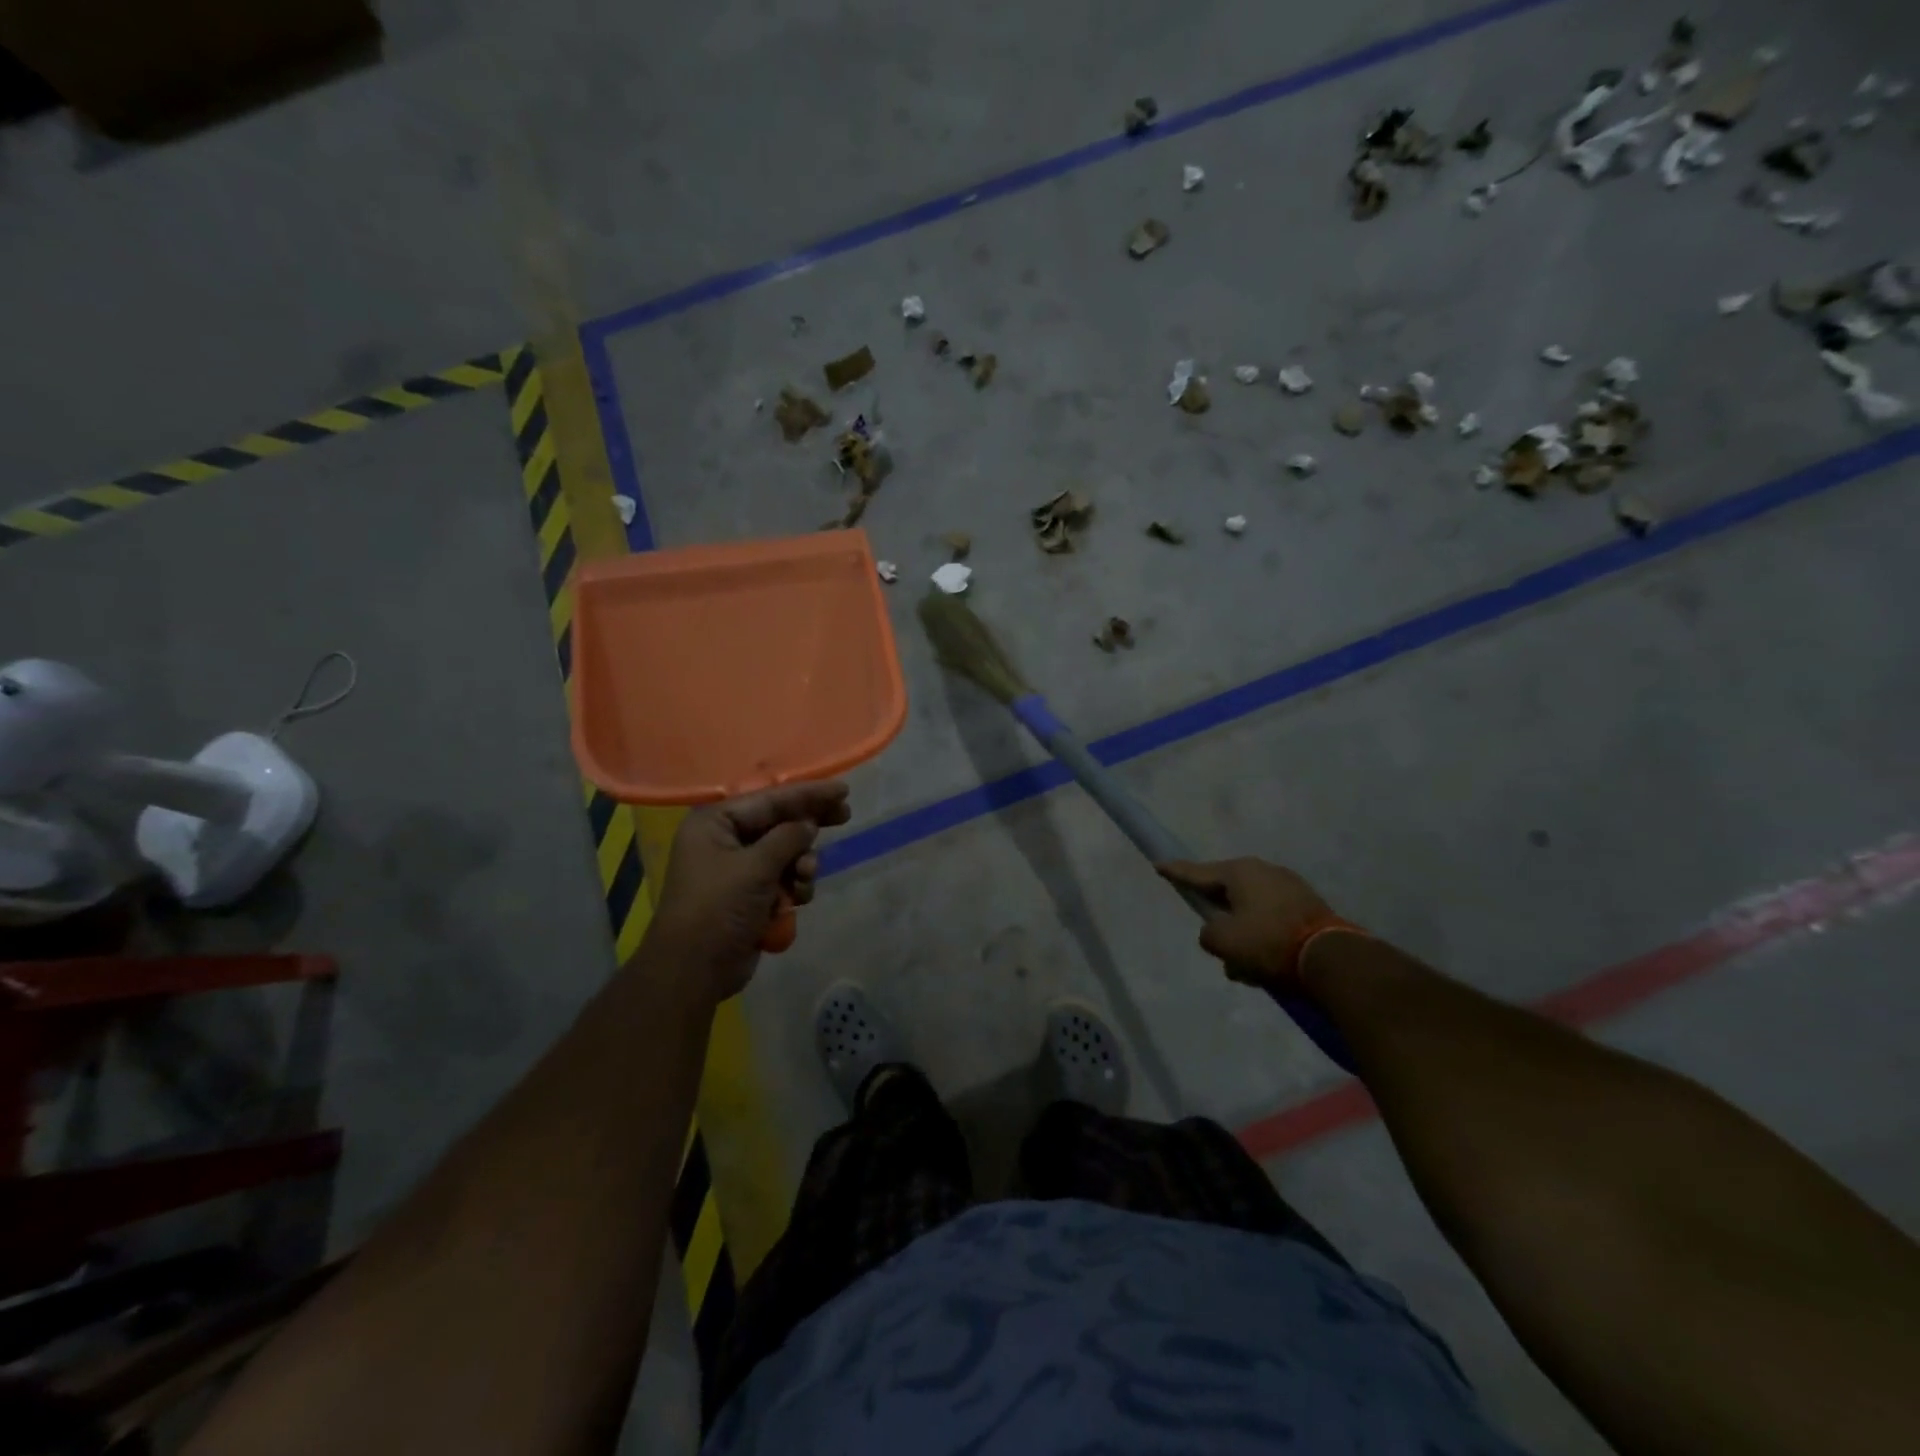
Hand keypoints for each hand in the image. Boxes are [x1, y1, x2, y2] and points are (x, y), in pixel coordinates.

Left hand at [644, 781, 850, 1002]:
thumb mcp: (756, 867)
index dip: (808, 793)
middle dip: (809, 826)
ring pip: (786, 854)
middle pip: (779, 823)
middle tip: (845, 816)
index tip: (843, 789)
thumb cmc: (719, 908)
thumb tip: (809, 824)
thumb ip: (788, 837)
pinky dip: (793, 887)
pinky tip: (796, 900)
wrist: (694, 970)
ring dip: (801, 865)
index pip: (769, 799)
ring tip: (804, 878)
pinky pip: (783, 879)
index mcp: (715, 823)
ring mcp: (737, 870)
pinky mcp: (750, 896)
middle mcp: (724, 840)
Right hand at [1156, 857, 1334, 987]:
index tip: (1158, 864)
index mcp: (1240, 872)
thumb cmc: (1268, 943)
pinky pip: (1272, 919)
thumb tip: (1216, 932)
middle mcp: (1264, 871)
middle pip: (1227, 892)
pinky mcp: (1309, 907)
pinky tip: (1264, 966)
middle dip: (1218, 915)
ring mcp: (1290, 887)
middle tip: (1211, 934)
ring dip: (1242, 933)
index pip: (1198, 872)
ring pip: (1251, 910)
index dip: (1176, 872)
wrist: (1331, 959)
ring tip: (1241, 966)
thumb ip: (1208, 933)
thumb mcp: (1223, 941)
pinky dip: (1263, 938)